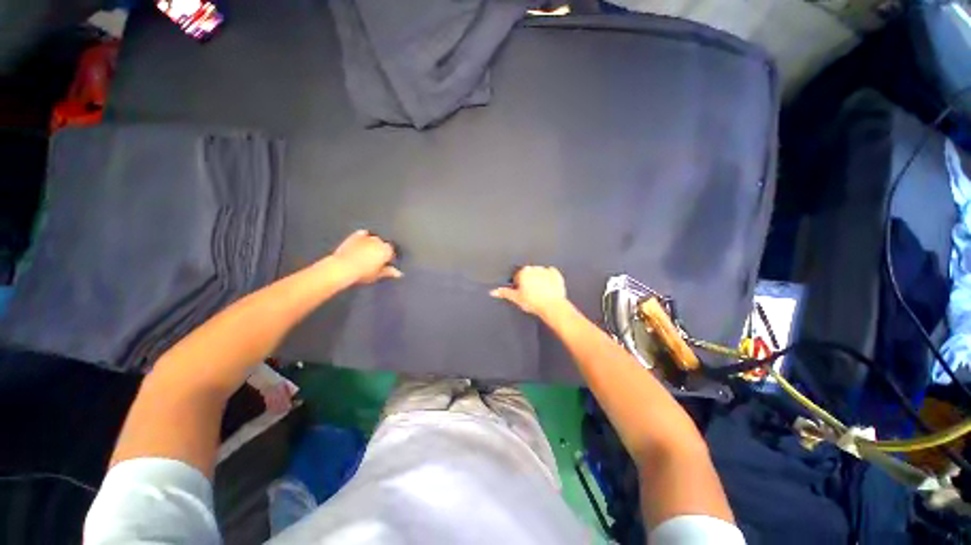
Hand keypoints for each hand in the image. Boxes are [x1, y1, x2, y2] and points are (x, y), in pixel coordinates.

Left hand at [326, 230, 401, 285]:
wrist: (343, 267)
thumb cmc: (363, 272)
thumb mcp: (378, 275)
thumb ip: (389, 272)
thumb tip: (398, 273)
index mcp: (387, 250)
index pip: (392, 252)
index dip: (389, 259)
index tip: (385, 264)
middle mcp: (379, 241)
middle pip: (383, 244)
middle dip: (381, 250)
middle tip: (375, 259)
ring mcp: (367, 237)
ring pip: (374, 239)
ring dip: (373, 244)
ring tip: (368, 253)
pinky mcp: (355, 235)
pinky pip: (363, 234)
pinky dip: (363, 237)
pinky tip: (361, 243)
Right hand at [490, 266, 568, 316]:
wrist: (552, 307)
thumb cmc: (535, 302)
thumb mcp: (516, 298)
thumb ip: (504, 292)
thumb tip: (493, 291)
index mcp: (523, 272)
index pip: (517, 276)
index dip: (518, 285)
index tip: (521, 292)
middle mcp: (534, 268)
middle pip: (528, 273)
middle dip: (528, 281)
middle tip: (530, 293)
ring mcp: (546, 271)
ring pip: (539, 273)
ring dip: (538, 279)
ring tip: (540, 292)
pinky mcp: (556, 275)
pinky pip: (551, 274)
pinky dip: (549, 279)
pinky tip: (548, 287)